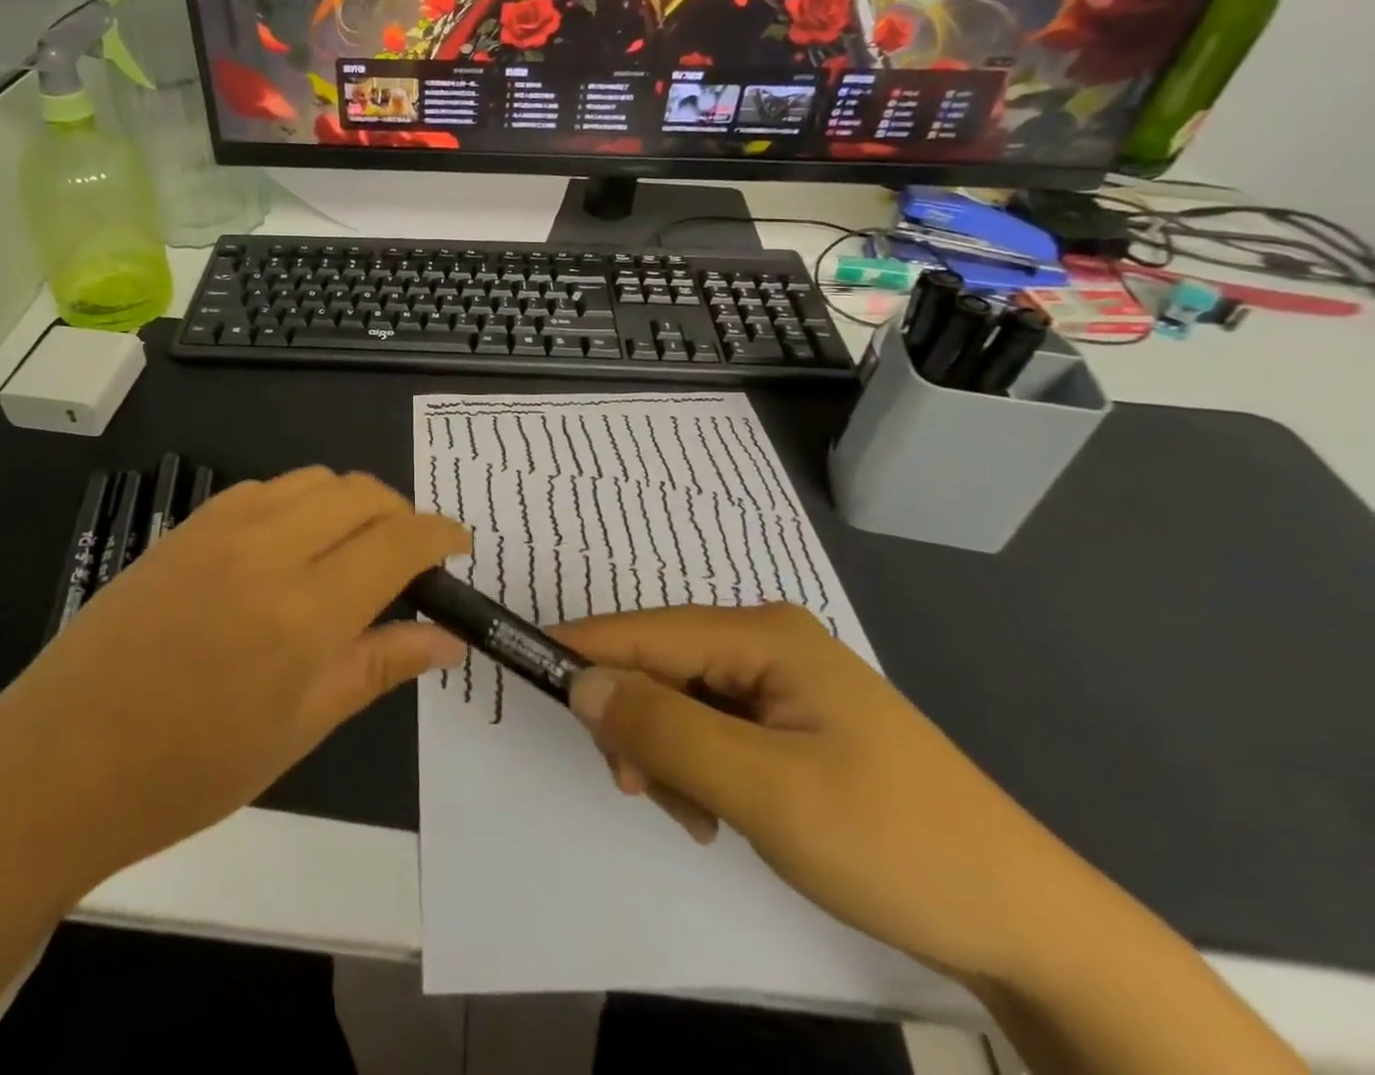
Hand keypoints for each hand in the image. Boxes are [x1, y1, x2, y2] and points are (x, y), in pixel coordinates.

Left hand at [0, 469, 466, 892]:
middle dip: (401, 515)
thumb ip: (378, 665)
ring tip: (353, 554)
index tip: (459, 547)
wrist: (58, 762)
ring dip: (352, 504)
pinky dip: (302, 504)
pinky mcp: (189, 524)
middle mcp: (268, 547)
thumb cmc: (189, 769)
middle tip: (409, 561)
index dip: (440, 535)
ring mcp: (222, 527)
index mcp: (304, 609)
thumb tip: (447, 639)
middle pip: (362, 492)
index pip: (399, 540)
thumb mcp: (300, 728)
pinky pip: (268, 489)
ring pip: (316, 480)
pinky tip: (291, 550)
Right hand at [555, 604, 1106, 988]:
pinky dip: (698, 766)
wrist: (1026, 920)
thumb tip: (581, 683)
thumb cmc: (894, 843)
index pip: (645, 631)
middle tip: (645, 793)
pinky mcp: (792, 720)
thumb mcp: (767, 792)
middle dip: (636, 724)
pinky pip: (714, 727)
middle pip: (660, 664)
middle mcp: (766, 641)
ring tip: (697, 817)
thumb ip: (666, 731)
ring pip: (682, 700)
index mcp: (762, 634)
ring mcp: (782, 681)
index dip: (583, 651)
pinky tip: (720, 810)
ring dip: (668, 753)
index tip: (525, 671)